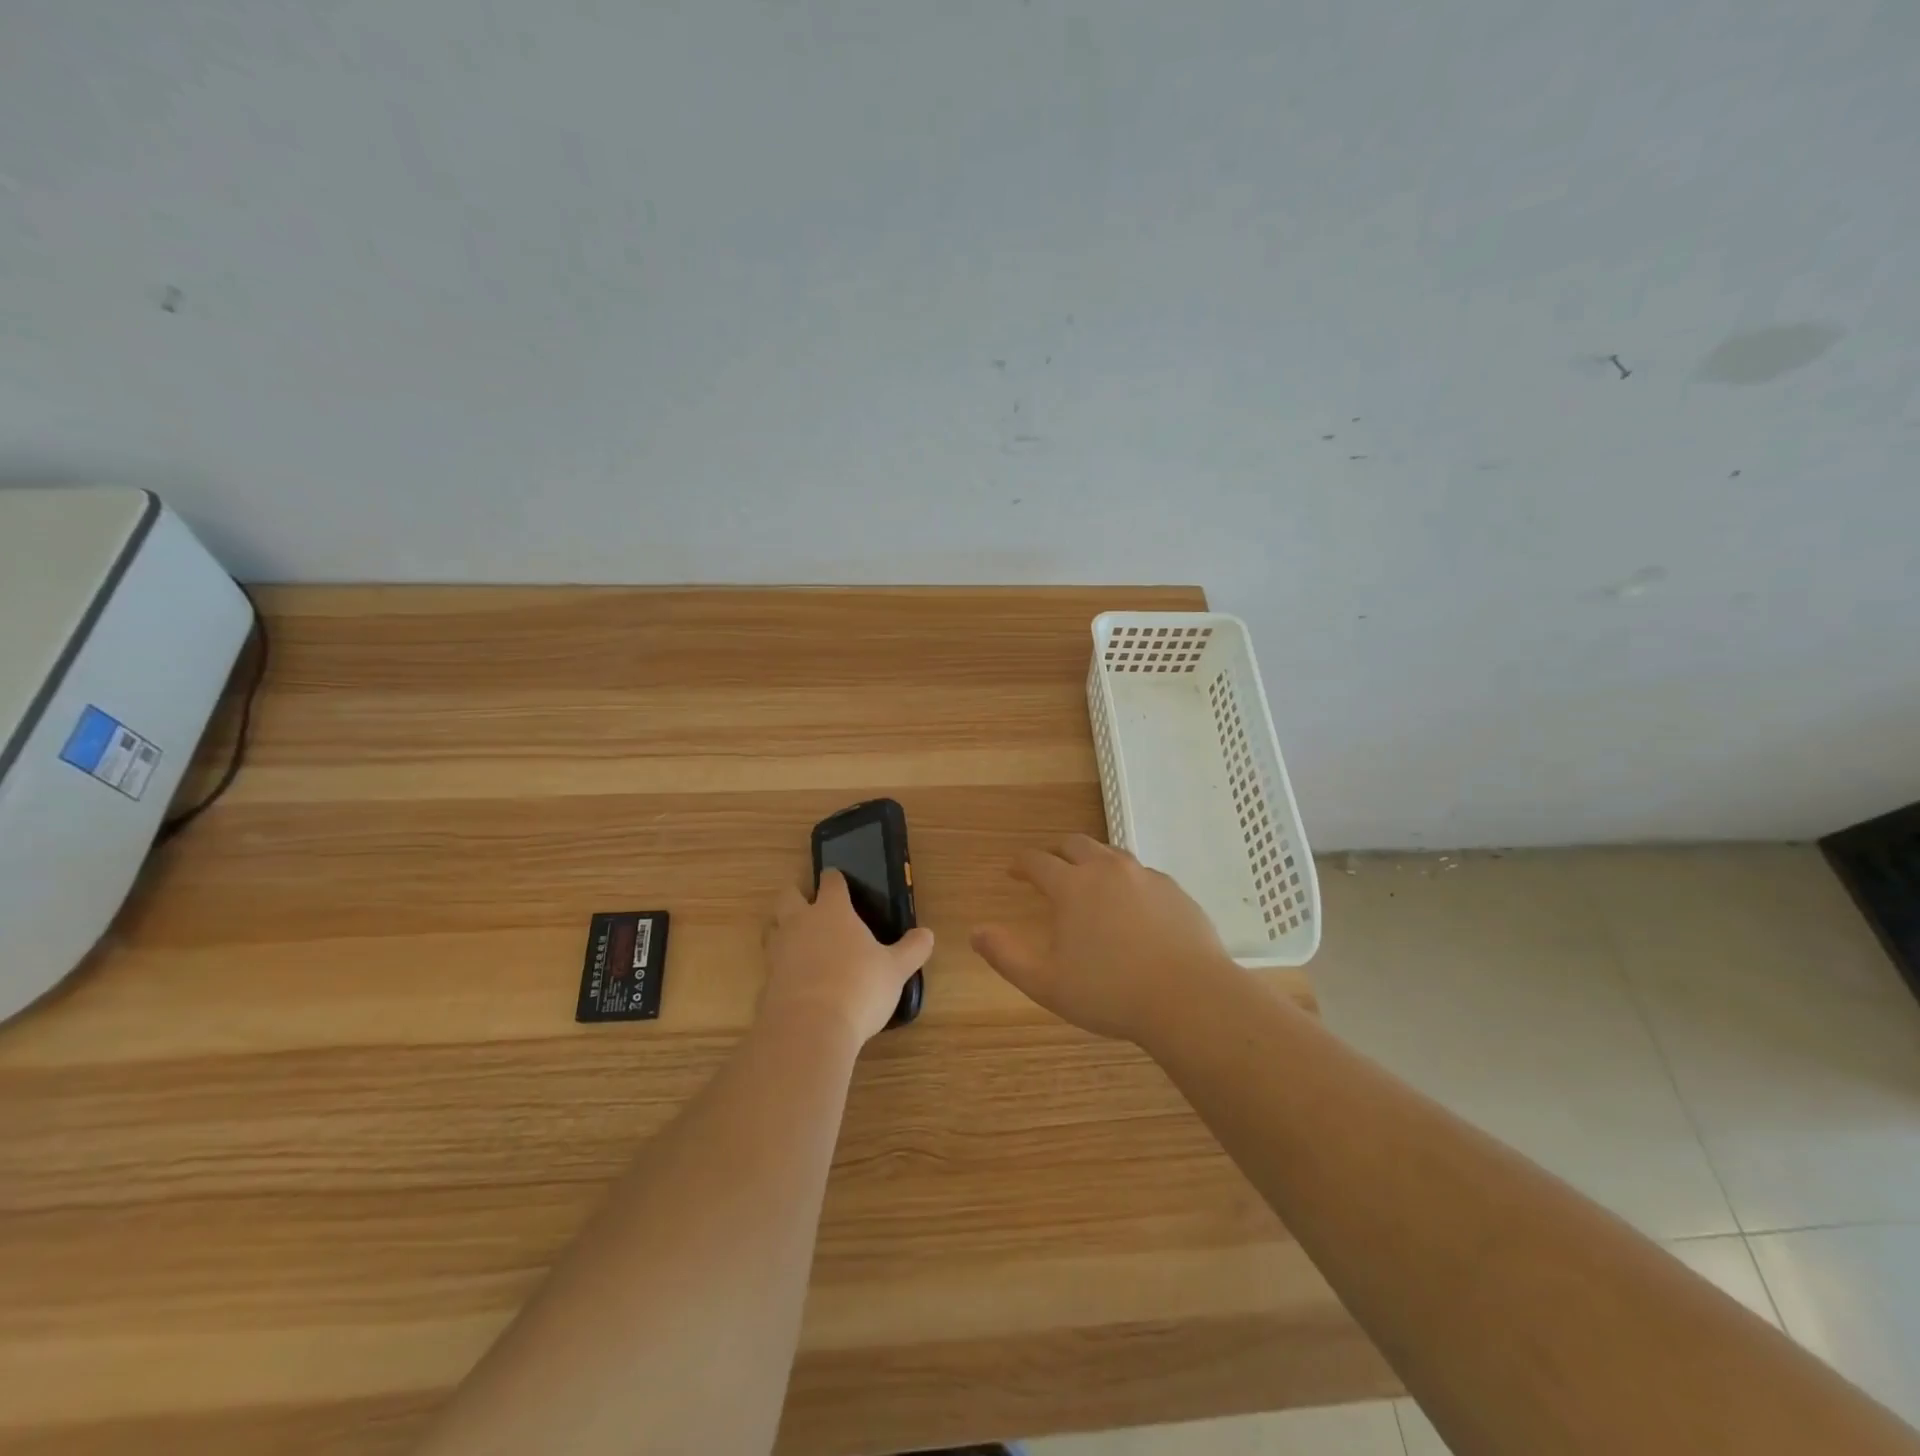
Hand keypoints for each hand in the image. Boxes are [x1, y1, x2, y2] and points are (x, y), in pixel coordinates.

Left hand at [761, 871, 934, 1044]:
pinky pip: (771, 965)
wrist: (809, 1029)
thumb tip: (927, 934)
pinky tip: (796, 982)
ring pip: (772, 928)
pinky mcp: (766, 981)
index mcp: (832, 911)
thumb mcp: (895, 969)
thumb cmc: (859, 987)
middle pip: (788, 895)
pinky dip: (781, 968)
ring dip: (782, 929)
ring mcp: (778, 951)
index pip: (830, 882)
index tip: (839, 881)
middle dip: (797, 896)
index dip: (835, 879)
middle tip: (812, 908)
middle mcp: (800, 923)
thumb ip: (911, 950)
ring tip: (800, 943)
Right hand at [970, 835, 1234, 1043]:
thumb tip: (975, 932)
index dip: (1021, 864)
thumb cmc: (1110, 993)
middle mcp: (1107, 870)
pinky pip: (1142, 873)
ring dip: (1092, 860)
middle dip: (1056, 852)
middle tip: (1049, 868)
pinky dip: (1126, 879)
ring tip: (1088, 880)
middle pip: (1075, 845)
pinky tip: (1131, 904)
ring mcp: (1145, 876)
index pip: (1038, 861)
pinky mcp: (1174, 890)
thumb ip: (1006, 955)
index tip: (1013, 871)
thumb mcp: (1046, 983)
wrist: (1189, 998)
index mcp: (1072, 886)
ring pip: (1111, 853)